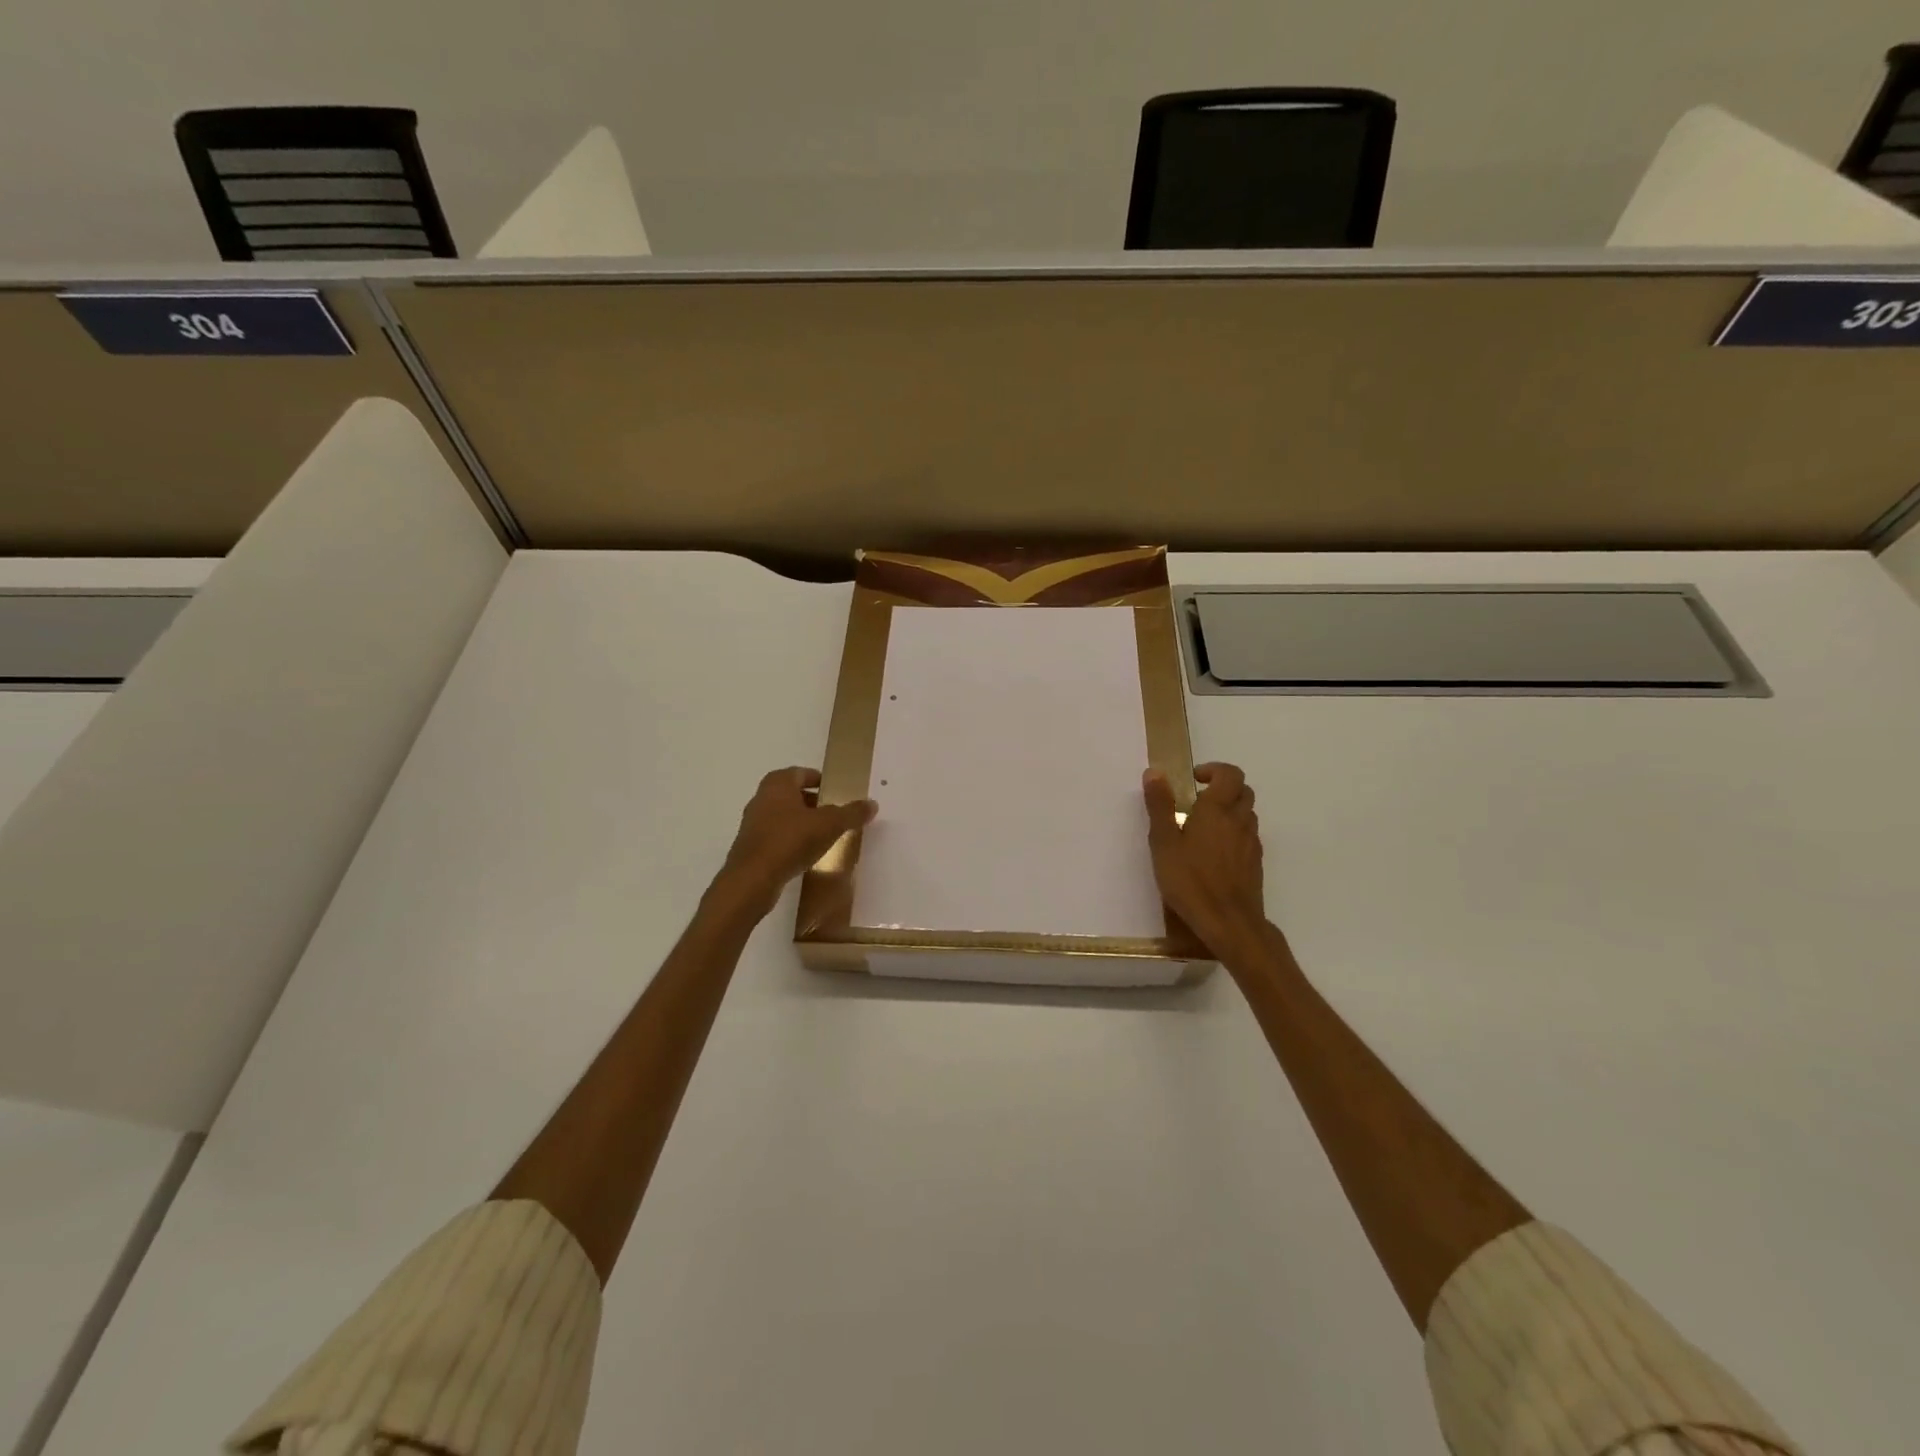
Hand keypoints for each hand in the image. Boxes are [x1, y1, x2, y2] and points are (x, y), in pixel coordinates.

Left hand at [714, 767, 875, 917]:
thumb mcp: (829, 824)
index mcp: (777, 784)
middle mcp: (762, 798)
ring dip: (803, 823)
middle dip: (814, 803)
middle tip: (835, 814)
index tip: (836, 791)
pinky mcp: (751, 847)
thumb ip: (851, 813)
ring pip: (784, 816)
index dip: (820, 780)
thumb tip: (872, 804)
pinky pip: (777, 837)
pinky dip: (792, 840)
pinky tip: (807, 854)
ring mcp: (753, 824)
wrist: (752, 880)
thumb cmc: (790, 841)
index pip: (801, 773)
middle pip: (792, 794)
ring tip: (825, 836)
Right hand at [1142, 762, 1267, 955]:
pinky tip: (1214, 854)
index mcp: (1217, 810)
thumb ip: (1160, 806)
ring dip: (1229, 811)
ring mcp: (1251, 843)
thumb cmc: (1190, 880)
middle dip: (1223, 789)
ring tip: (1203, 828)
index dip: (1214, 770)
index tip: (1194, 780)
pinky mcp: (1255, 864)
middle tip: (1197, 801)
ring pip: (1247, 814)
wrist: (1229, 923)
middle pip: (1243, 791)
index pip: (1230, 774)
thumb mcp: (1164, 842)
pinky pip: (1248, 837)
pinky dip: (1234, 834)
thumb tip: (1155, 772)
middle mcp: (1239, 821)